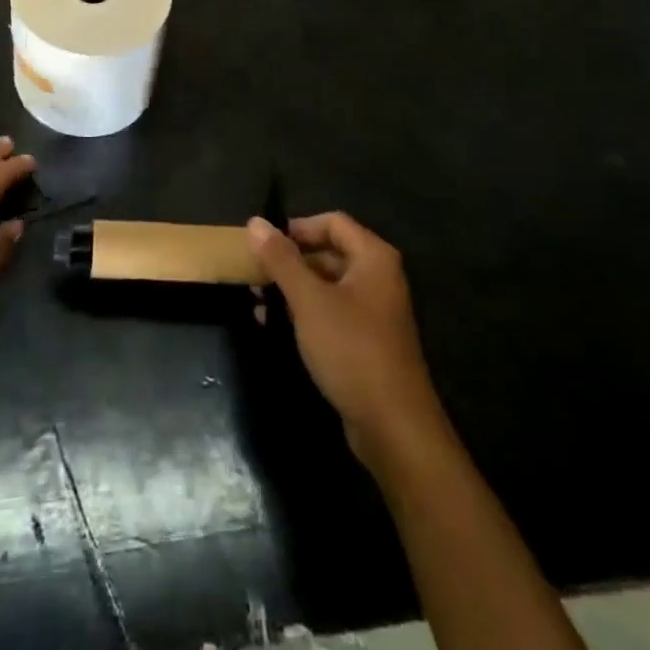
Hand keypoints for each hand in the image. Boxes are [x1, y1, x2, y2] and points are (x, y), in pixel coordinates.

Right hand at [248, 212, 451, 471]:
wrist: (393, 427)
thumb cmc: (351, 349)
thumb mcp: (308, 300)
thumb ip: (281, 259)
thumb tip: (255, 222)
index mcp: (373, 258)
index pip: (332, 222)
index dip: (297, 228)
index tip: (265, 244)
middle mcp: (378, 278)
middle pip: (328, 252)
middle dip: (289, 261)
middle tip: (255, 273)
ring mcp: (374, 312)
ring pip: (326, 285)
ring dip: (291, 289)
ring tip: (257, 300)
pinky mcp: (366, 342)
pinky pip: (330, 313)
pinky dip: (303, 313)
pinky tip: (272, 325)